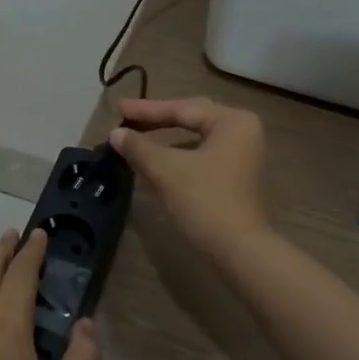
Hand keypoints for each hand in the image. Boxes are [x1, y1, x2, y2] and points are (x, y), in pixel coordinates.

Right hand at [108, 97, 270, 261]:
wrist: (239, 251)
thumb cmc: (205, 200)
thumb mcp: (166, 170)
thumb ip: (139, 147)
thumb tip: (116, 134)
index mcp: (232, 122)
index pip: (183, 109)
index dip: (147, 110)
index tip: (118, 108)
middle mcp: (242, 132)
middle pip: (191, 120)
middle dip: (156, 122)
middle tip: (126, 119)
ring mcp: (241, 156)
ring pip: (194, 141)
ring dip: (164, 143)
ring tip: (134, 143)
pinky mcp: (235, 178)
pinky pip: (200, 158)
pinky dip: (176, 159)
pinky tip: (152, 166)